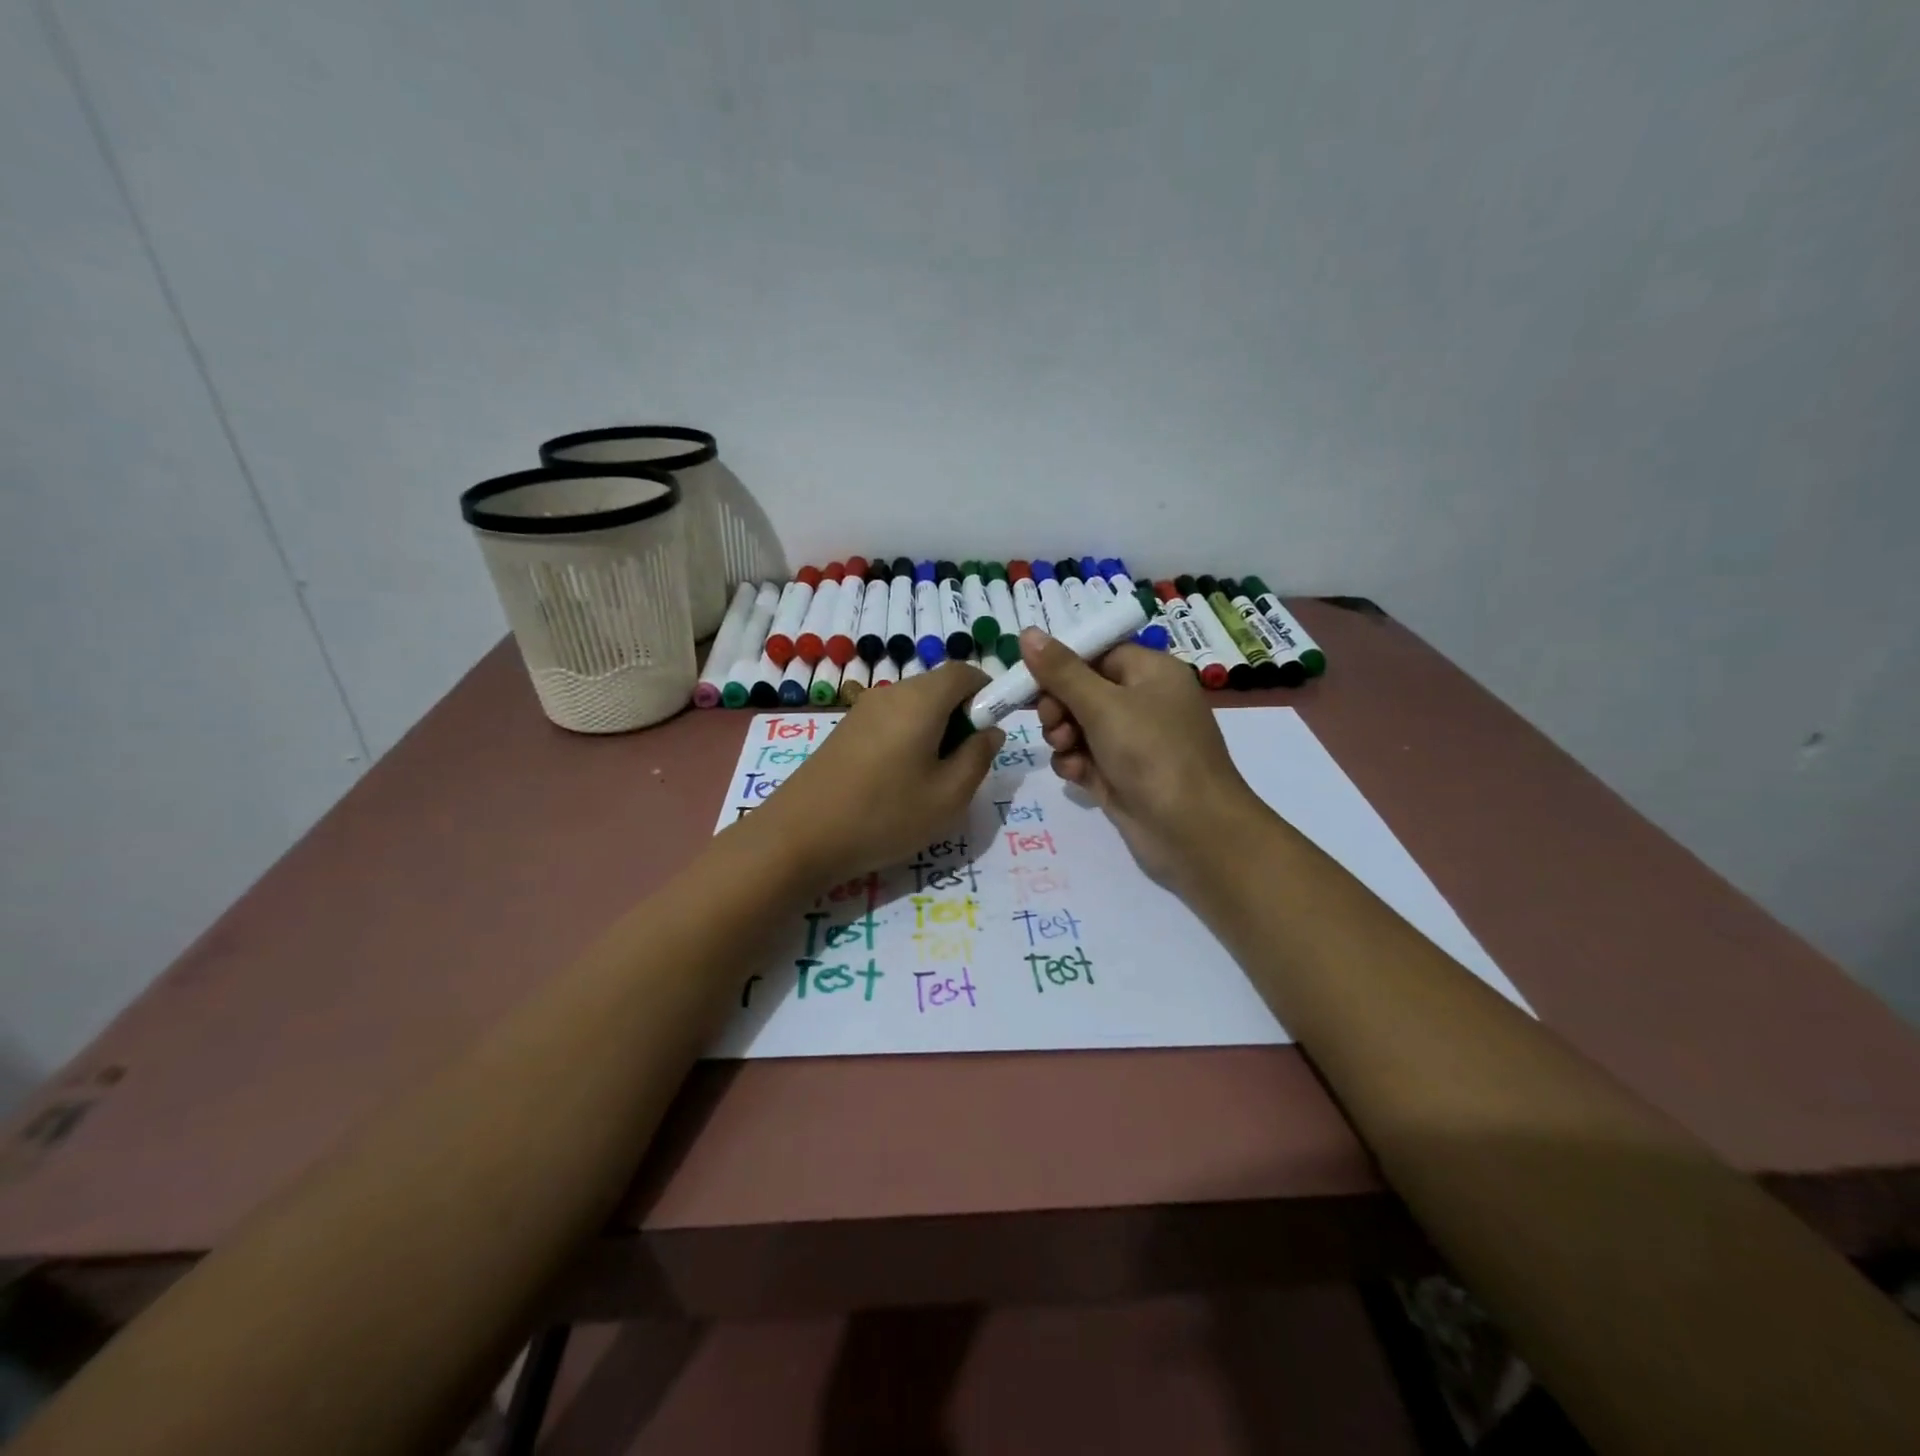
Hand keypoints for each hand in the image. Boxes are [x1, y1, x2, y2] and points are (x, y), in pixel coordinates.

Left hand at [746, 663, 1004, 884]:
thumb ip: (978, 756)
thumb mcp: (949, 796)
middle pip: (940, 688)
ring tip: (931, 782)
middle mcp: (891, 693)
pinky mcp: (844, 731)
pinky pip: (891, 722)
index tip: (993, 733)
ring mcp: (862, 711)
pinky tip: (899, 784)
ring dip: (935, 733)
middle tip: (963, 766)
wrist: (799, 838)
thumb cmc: (884, 815)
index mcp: (921, 699)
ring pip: (915, 708)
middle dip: (962, 718)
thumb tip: (990, 731)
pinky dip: (908, 741)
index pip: (966, 673)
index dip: (990, 694)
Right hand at [1021, 628, 1262, 893]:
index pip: (1096, 653)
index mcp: (1150, 672)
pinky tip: (1076, 774)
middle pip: (1082, 689)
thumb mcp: (1103, 705)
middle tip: (1052, 722)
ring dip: (1062, 735)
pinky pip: (1085, 756)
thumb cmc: (1152, 753)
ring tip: (1065, 749)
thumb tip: (1027, 632)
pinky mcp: (1122, 774)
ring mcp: (1133, 740)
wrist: (1192, 830)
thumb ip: (1061, 671)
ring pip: (1078, 725)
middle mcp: (1143, 701)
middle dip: (1058, 705)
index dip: (1060, 664)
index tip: (1028, 679)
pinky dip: (1075, 762)